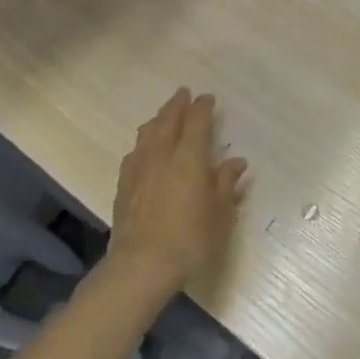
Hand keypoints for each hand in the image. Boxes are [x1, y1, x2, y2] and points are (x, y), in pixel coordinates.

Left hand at [108, 88, 248, 292]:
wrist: (141, 265)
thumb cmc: (190, 239)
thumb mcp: (219, 214)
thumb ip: (225, 184)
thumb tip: (236, 162)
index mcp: (189, 157)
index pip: (196, 121)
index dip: (202, 107)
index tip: (208, 99)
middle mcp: (162, 154)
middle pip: (168, 119)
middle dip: (177, 104)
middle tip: (184, 93)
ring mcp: (139, 168)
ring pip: (147, 132)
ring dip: (158, 119)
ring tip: (164, 116)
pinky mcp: (123, 185)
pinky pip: (134, 152)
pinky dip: (144, 142)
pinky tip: (144, 149)